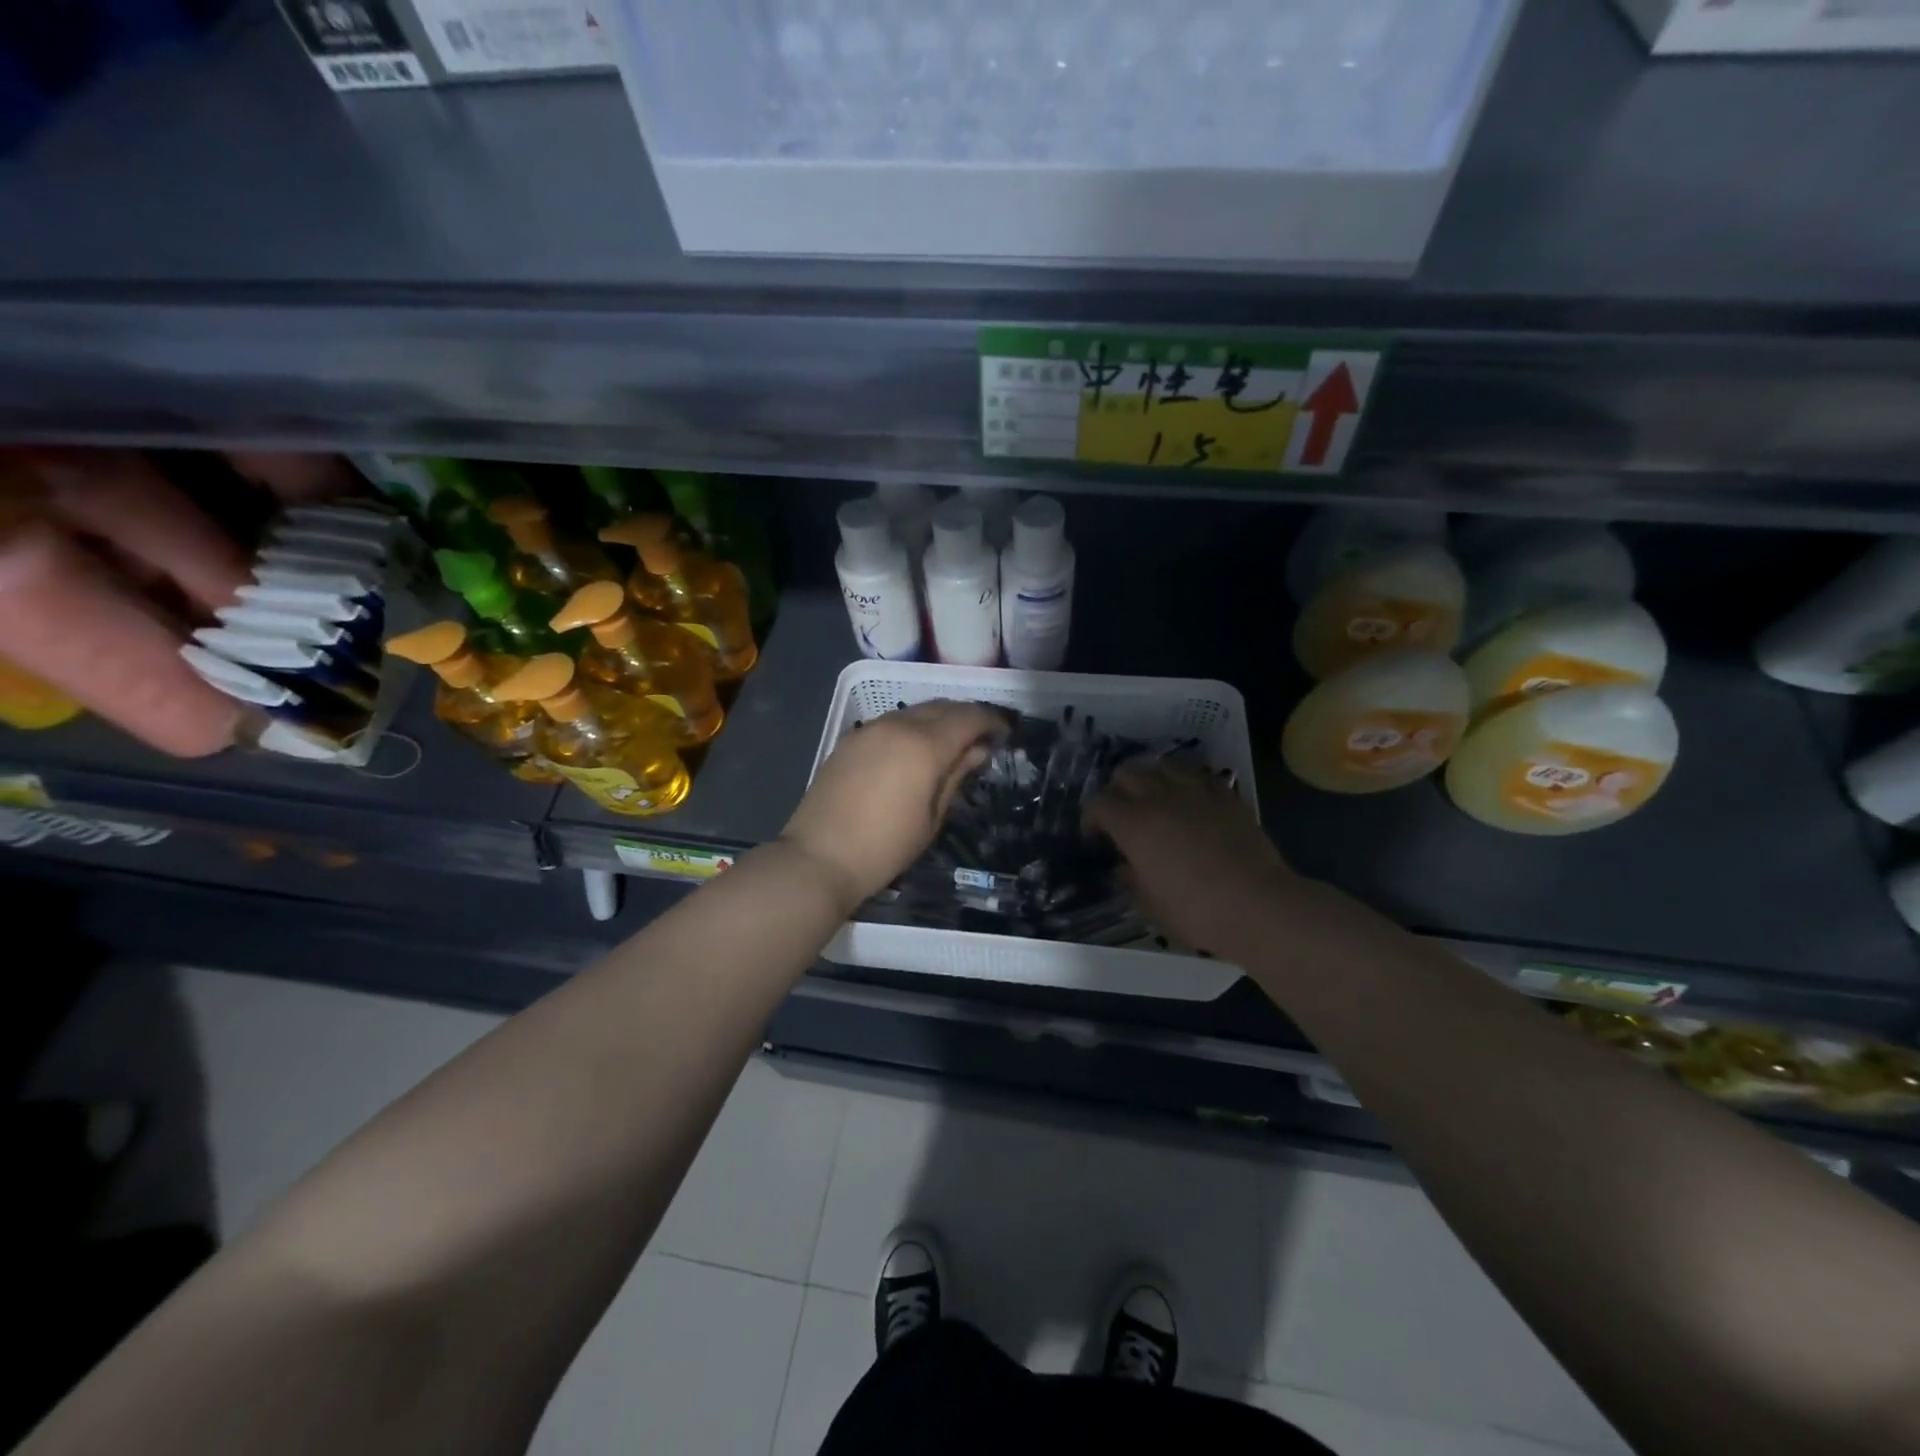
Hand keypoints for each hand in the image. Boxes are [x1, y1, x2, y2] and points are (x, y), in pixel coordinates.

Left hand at [780, 700, 1008, 913]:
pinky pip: (892, 722)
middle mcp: (898, 725)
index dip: (991, 721)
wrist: (819, 858)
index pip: (969, 718)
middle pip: (943, 707)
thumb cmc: (885, 847)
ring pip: (916, 711)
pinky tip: (916, 748)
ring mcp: (870, 729)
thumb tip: (978, 750)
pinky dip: (913, 726)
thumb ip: (956, 776)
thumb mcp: (932, 817)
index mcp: (925, 745)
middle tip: (984, 736)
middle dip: (968, 716)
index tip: (1005, 732)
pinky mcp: (851, 739)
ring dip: (939, 719)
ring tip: (953, 742)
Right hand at [1085, 760, 1300, 957]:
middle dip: (1118, 790)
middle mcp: (1160, 798)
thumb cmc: (1196, 912)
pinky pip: (1200, 777)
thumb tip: (1125, 866)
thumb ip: (1131, 879)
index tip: (1094, 835)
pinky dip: (1188, 784)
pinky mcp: (1227, 797)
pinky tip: (1191, 801)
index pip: (1098, 803)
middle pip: (1128, 773)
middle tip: (1123, 814)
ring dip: (1152, 778)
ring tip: (1155, 799)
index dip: (1091, 817)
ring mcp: (1196, 793)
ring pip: (1163, 765)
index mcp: (1134, 824)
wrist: (1259, 906)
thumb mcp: (1150, 905)